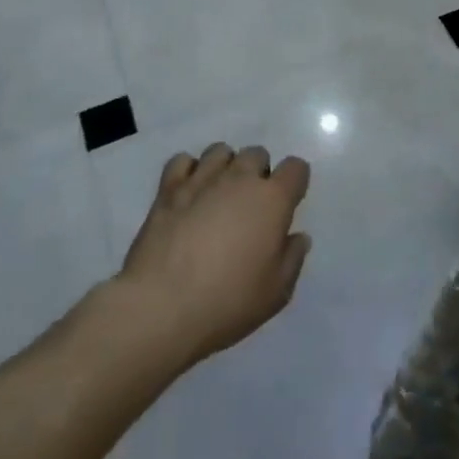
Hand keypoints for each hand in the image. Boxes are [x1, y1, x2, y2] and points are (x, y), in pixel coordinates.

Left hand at [114, 143, 312, 368]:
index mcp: (273, 199)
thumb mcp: (276, 292)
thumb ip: (293, 258)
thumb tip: (297, 237)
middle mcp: (240, 178)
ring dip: (225, 167)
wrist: (161, 307)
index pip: (296, 168)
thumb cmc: (228, 301)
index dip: (294, 182)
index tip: (287, 204)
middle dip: (258, 173)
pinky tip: (188, 193)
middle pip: (257, 153)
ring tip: (218, 195)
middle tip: (250, 205)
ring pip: (220, 151)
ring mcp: (202, 180)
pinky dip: (188, 171)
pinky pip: (182, 161)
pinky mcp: (168, 190)